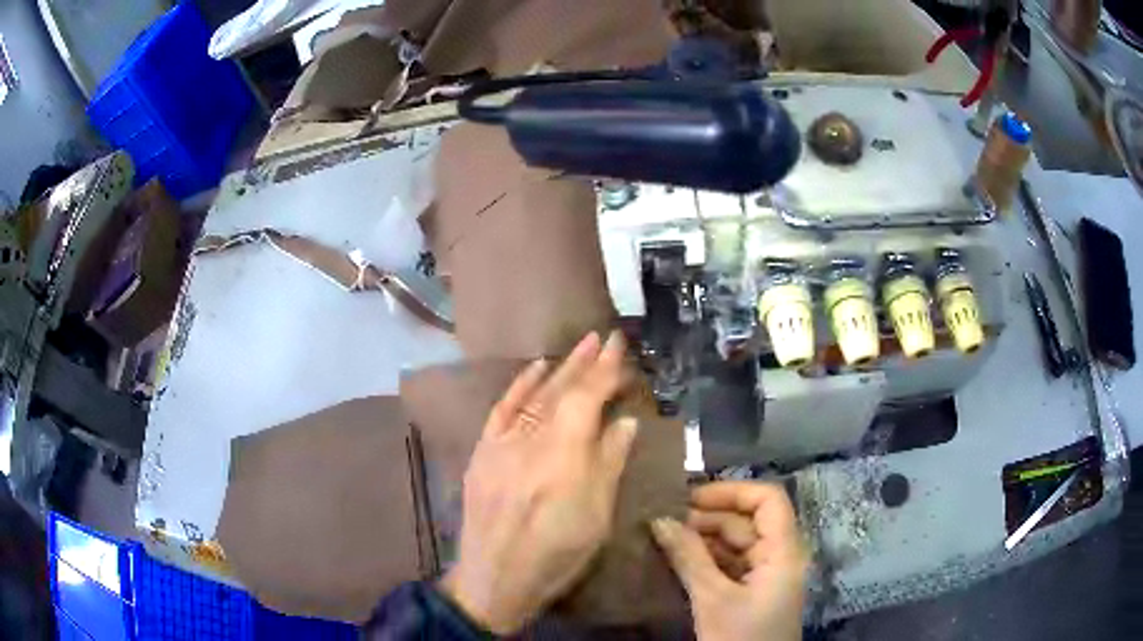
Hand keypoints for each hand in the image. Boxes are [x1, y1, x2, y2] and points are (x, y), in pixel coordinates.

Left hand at [440, 331, 637, 633]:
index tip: (619, 344)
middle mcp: (532, 440)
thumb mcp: (596, 516)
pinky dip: (519, 386)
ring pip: (535, 396)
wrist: (494, 577)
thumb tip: (624, 421)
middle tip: (602, 337)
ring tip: (579, 346)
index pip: (588, 398)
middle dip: (585, 362)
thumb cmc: (556, 555)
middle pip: (561, 391)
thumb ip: (609, 463)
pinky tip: (535, 368)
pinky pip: (502, 410)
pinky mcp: (483, 452)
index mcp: (564, 456)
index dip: (606, 369)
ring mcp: (502, 444)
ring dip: (559, 369)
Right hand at [651, 481, 808, 640]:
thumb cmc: (740, 638)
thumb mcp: (713, 599)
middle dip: (706, 518)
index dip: (731, 491)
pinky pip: (729, 564)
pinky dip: (704, 559)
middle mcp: (779, 556)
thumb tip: (658, 519)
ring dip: (701, 539)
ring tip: (662, 537)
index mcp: (783, 551)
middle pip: (747, 521)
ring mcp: (765, 575)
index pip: (767, 500)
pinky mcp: (752, 591)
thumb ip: (689, 557)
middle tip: (662, 521)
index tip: (689, 498)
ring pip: (735, 544)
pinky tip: (675, 559)